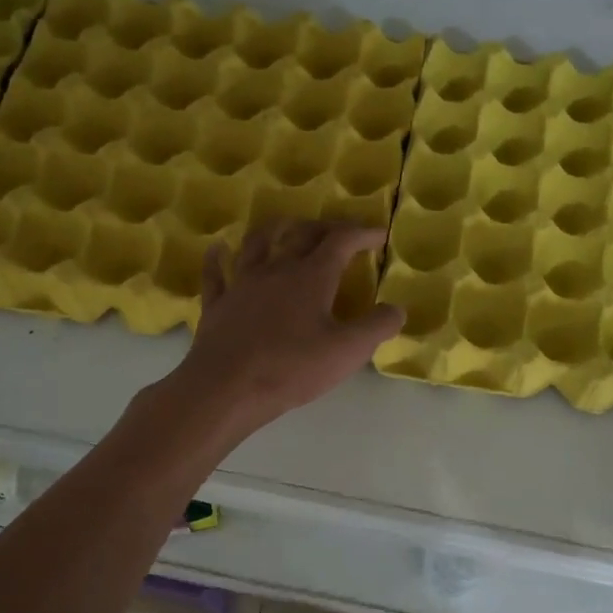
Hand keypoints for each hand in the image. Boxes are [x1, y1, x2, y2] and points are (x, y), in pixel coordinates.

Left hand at [174, 220, 403, 432]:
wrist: (226, 387)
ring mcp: (242, 284)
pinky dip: (218, 258)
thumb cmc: (292, 368)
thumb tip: (397, 308)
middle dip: (324, 227)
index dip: (362, 233)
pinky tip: (217, 249)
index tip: (379, 234)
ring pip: (257, 244)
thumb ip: (377, 327)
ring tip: (284, 224)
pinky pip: (216, 274)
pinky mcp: (218, 304)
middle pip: (301, 234)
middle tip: (338, 231)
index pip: (341, 241)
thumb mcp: (348, 352)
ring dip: (274, 229)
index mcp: (311, 277)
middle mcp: (276, 270)